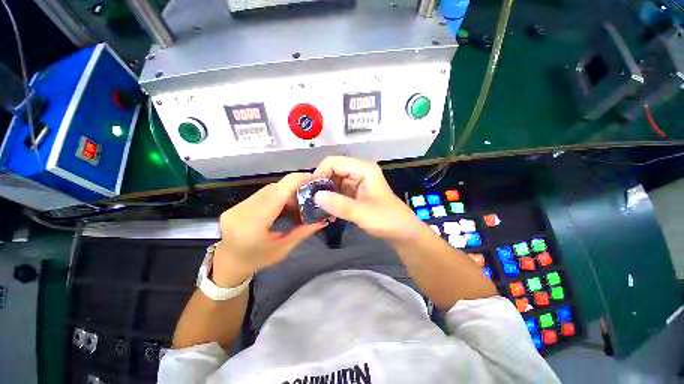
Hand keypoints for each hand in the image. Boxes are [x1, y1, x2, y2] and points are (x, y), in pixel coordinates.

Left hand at [212, 173, 326, 286]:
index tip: (313, 178)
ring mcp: (237, 206)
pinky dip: (277, 195)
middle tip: (310, 195)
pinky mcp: (237, 205)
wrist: (229, 263)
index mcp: (253, 224)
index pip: (277, 194)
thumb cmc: (258, 260)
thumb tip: (323, 219)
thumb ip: (303, 231)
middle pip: (274, 189)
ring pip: (268, 190)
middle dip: (294, 188)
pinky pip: (262, 194)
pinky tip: (284, 204)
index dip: (295, 181)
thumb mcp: (283, 248)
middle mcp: (242, 211)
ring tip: (298, 201)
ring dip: (286, 192)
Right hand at [313, 156, 422, 242]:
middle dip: (321, 185)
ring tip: (318, 208)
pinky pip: (338, 191)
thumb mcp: (362, 213)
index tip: (310, 190)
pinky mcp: (355, 192)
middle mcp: (359, 171)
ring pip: (334, 182)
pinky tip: (327, 211)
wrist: (402, 232)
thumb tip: (315, 196)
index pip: (335, 162)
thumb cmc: (387, 220)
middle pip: (333, 171)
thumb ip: (339, 205)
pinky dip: (332, 200)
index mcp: (363, 169)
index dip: (320, 173)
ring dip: (325, 194)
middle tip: (311, 201)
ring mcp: (357, 182)